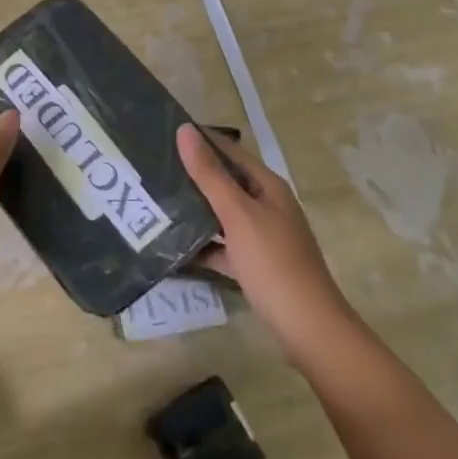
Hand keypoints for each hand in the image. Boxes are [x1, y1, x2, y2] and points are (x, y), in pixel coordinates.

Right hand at [177, 124, 351, 360]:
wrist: (307, 328)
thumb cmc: (273, 263)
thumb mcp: (238, 215)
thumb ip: (210, 175)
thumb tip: (185, 131)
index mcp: (267, 187)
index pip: (230, 151)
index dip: (200, 140)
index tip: (162, 133)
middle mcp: (265, 206)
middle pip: (224, 182)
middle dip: (191, 175)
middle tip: (150, 167)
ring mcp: (259, 236)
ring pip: (220, 214)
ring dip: (193, 208)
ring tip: (154, 200)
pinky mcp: (251, 264)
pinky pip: (220, 246)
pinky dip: (200, 244)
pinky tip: (172, 246)